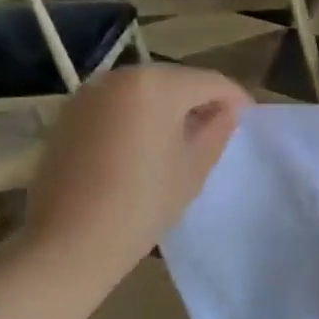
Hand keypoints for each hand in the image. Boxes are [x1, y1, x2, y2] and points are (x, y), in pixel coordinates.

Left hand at [19, 66, 247, 287]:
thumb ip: (217, 131)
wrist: (70, 241)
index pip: (210, 82)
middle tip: (219, 128)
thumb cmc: (143, 204)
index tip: (249, 118)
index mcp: (156, 86)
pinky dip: (139, 115)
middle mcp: (119, 77)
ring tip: (184, 137)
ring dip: (168, 106)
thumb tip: (228, 111)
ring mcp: (88, 93)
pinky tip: (147, 145)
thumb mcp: (194, 168)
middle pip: (175, 80)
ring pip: (144, 90)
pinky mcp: (69, 114)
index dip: (235, 98)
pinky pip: (117, 104)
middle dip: (200, 99)